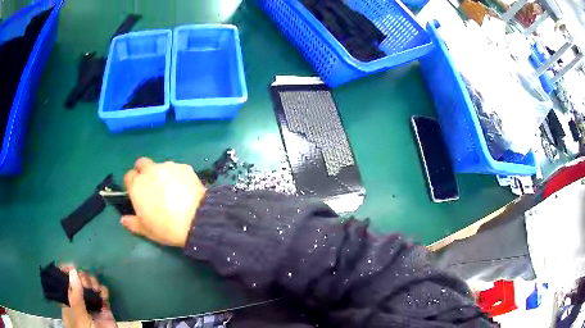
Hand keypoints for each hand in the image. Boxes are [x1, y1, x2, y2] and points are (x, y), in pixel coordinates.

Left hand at [61, 267, 116, 327]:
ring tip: (93, 288)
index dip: (67, 272)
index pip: (65, 281)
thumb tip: (73, 270)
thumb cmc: (83, 326)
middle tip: (83, 280)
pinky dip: (103, 290)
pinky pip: (103, 294)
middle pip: (78, 280)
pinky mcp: (104, 308)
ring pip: (90, 285)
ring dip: (92, 282)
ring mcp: (92, 303)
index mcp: (68, 299)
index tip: (69, 266)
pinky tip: (101, 293)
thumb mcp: (77, 312)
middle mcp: (79, 299)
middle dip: (81, 277)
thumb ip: (75, 294)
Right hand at [121, 158, 205, 246]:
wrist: (195, 219)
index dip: (132, 184)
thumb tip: (123, 220)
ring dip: (161, 174)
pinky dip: (177, 176)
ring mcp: (168, 167)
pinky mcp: (184, 167)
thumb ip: (132, 223)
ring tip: (171, 190)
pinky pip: (177, 169)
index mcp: (137, 185)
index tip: (137, 194)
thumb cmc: (165, 227)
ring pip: (160, 166)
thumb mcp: (146, 230)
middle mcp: (150, 171)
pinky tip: (184, 189)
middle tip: (151, 188)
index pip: (128, 176)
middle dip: (144, 172)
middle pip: (142, 164)